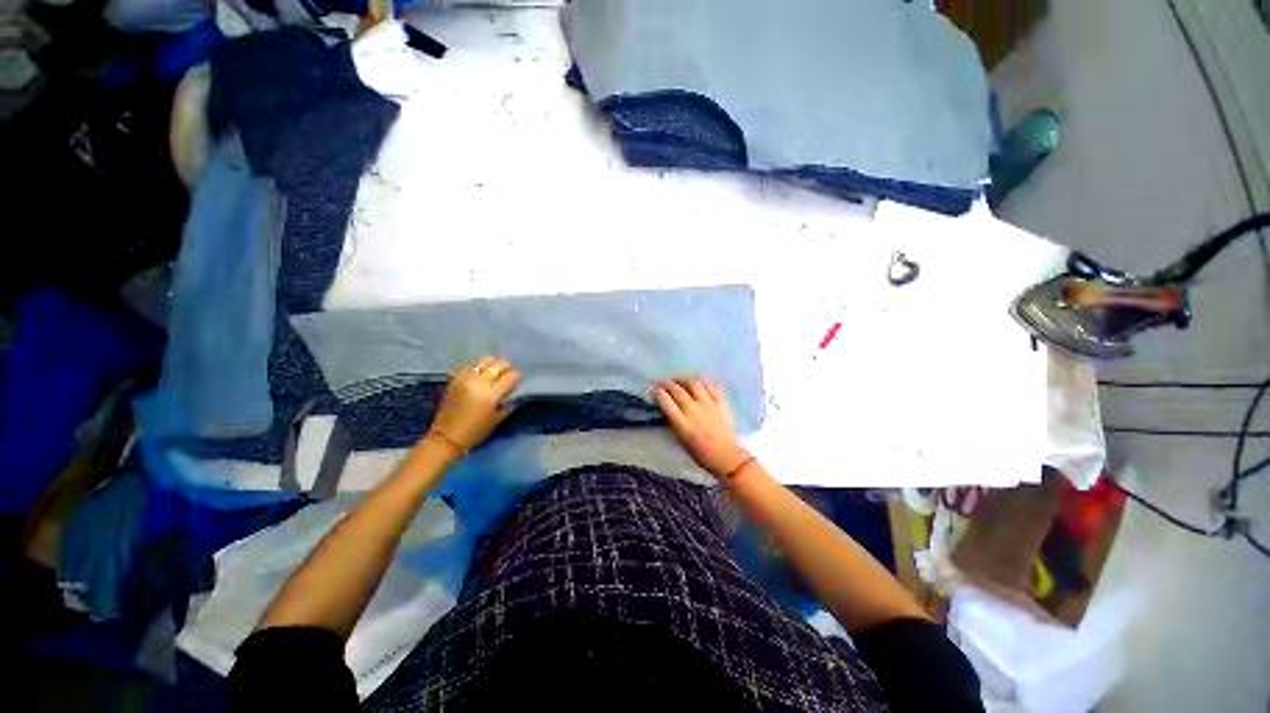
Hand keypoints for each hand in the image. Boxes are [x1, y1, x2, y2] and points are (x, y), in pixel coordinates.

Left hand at [428, 356, 520, 453]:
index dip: (517, 376)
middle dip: (506, 367)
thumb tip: (517, 393)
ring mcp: (466, 378)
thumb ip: (509, 404)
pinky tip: (478, 374)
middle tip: (507, 374)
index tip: (517, 380)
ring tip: (493, 371)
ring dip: (492, 364)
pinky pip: (469, 365)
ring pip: (484, 360)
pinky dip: (477, 367)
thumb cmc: (475, 431)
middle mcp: (479, 382)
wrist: (446, 436)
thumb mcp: (497, 419)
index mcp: (491, 394)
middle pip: (499, 364)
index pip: (511, 375)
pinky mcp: (455, 379)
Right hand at [655, 377, 751, 477]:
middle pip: (678, 390)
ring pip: (694, 384)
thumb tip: (670, 410)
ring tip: (681, 380)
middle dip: (669, 384)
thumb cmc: (701, 454)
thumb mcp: (681, 440)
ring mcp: (708, 404)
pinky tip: (700, 382)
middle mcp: (693, 409)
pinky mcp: (721, 402)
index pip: (666, 401)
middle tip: (665, 382)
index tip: (656, 390)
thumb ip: (675, 423)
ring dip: (685, 379)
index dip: (659, 393)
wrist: (726, 456)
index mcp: (681, 422)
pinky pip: (711, 386)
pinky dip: (704, 382)